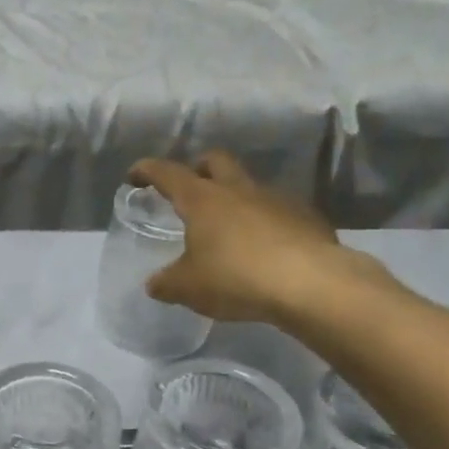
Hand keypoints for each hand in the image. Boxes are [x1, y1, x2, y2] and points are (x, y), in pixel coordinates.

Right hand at [129, 151, 365, 324]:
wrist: (312, 284)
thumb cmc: (237, 278)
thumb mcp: (188, 288)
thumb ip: (166, 283)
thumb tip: (154, 284)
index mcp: (203, 200)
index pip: (167, 173)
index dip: (148, 170)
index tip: (135, 174)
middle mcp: (238, 190)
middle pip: (215, 161)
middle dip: (199, 168)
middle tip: (190, 187)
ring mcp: (276, 199)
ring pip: (249, 185)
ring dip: (235, 197)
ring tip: (229, 227)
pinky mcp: (307, 217)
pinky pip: (279, 210)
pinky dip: (265, 221)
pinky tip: (265, 247)